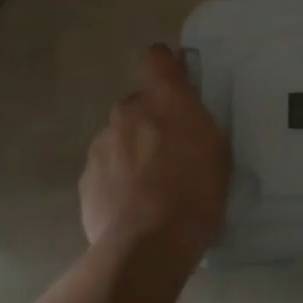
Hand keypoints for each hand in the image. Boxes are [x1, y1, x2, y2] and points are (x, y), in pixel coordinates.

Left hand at [79, 44, 229, 261]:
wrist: (147, 245)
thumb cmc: (195, 193)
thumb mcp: (216, 150)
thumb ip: (196, 120)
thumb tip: (184, 110)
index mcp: (165, 100)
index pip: (156, 57)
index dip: (166, 67)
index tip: (176, 85)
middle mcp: (128, 111)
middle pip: (138, 103)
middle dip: (151, 119)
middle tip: (170, 150)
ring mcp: (102, 143)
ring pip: (119, 135)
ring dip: (132, 149)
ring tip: (150, 185)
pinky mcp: (86, 177)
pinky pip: (105, 166)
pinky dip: (116, 178)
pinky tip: (131, 204)